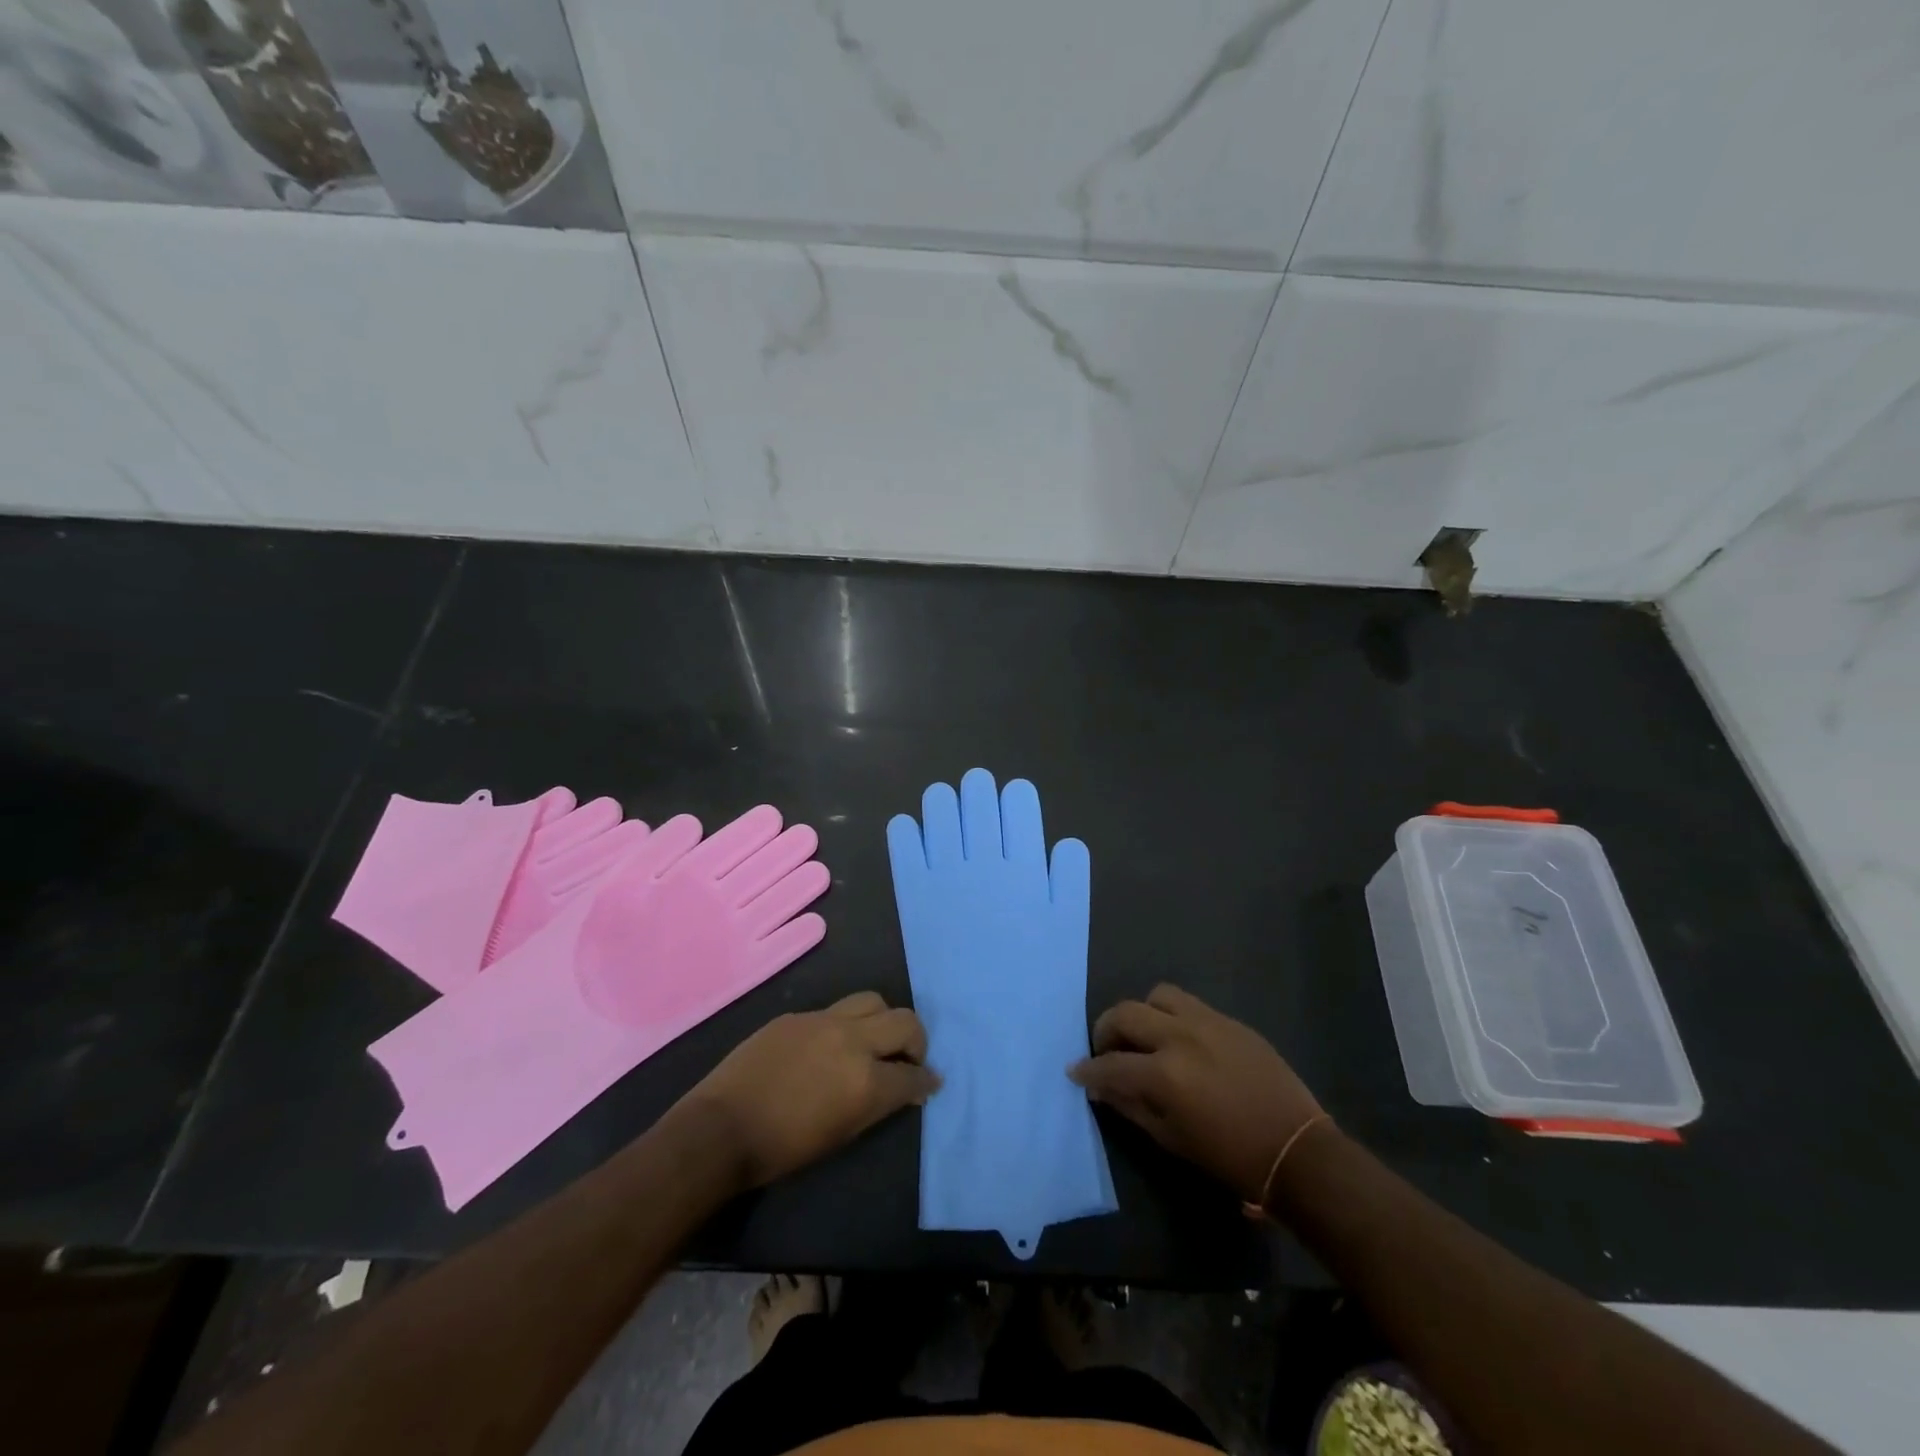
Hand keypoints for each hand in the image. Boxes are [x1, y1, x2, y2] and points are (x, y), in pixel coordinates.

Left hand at [684, 992, 939, 1188]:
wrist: (721, 1129)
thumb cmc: (783, 1149)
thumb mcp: (842, 1134)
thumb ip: (878, 1105)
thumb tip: (905, 1089)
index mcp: (866, 1080)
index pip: (914, 1074)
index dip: (926, 1081)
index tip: (929, 1083)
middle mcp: (852, 1040)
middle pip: (905, 1021)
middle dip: (916, 1040)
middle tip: (908, 1058)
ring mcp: (823, 1020)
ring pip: (872, 1001)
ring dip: (883, 1021)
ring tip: (873, 1041)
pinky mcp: (798, 1015)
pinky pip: (835, 1010)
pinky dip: (845, 1025)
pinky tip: (830, 1046)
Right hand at [1070, 984, 1324, 1203]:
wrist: (1296, 1149)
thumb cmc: (1229, 1156)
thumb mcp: (1171, 1139)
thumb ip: (1131, 1106)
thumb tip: (1100, 1087)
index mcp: (1164, 1074)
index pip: (1111, 1064)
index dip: (1088, 1069)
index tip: (1076, 1071)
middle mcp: (1180, 1037)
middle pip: (1126, 1013)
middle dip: (1106, 1030)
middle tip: (1106, 1050)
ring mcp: (1207, 1022)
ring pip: (1158, 996)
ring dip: (1143, 1013)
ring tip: (1145, 1037)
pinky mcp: (1230, 1021)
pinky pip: (1190, 1005)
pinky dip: (1173, 1017)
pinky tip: (1180, 1042)